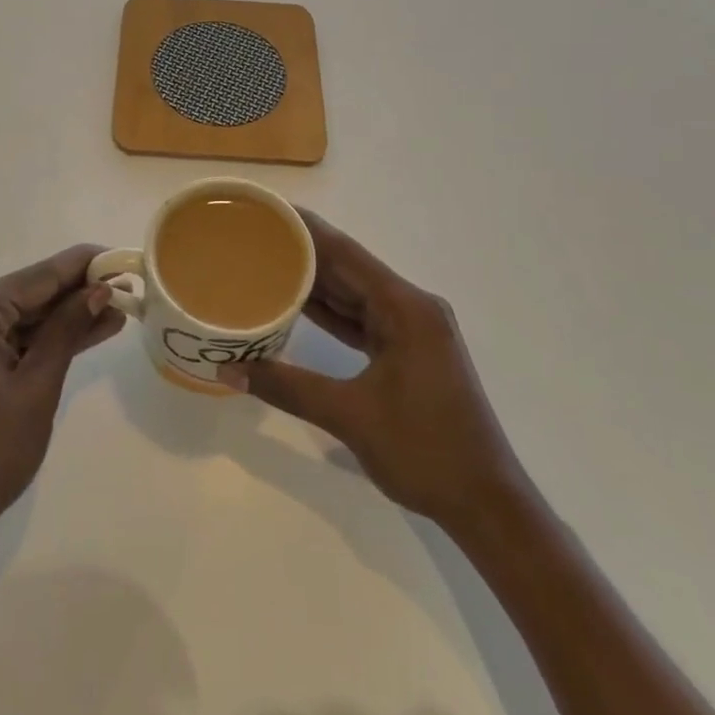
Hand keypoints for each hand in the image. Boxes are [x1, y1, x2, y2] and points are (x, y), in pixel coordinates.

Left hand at [0, 244, 124, 545]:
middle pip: (28, 294)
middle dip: (77, 294)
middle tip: (126, 288)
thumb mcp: (37, 388)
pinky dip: (39, 340)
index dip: (83, 265)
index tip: (120, 256)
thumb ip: (67, 330)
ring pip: (19, 317)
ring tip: (114, 313)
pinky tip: (82, 333)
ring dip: (62, 319)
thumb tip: (99, 290)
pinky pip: (5, 337)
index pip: (38, 276)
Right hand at [218, 211, 523, 533]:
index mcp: (406, 308)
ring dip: (314, 282)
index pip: (346, 253)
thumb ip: (287, 387)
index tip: (267, 209)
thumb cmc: (426, 452)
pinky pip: (361, 319)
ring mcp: (412, 330)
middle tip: (255, 236)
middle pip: (349, 269)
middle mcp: (412, 308)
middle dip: (302, 252)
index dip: (306, 229)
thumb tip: (227, 371)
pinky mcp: (408, 352)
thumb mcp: (350, 416)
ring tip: (265, 262)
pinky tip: (295, 304)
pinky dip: (330, 313)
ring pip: (354, 295)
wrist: (487, 505)